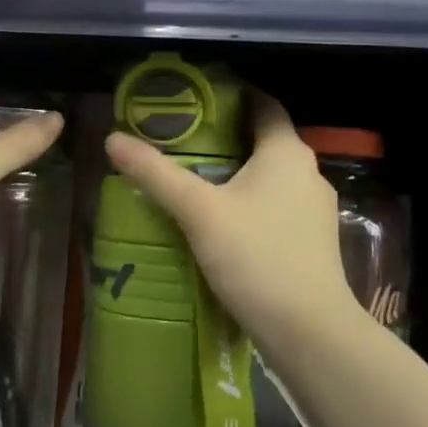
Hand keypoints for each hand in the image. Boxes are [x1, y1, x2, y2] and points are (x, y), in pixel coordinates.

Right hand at [104, 91, 351, 348]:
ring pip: (270, 175)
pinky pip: (276, 204)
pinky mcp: (313, 240)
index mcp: (286, 151)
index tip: (194, 98)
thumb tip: (113, 139)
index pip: (263, 104)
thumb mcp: (198, 211)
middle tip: (179, 139)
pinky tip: (220, 220)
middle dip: (224, 136)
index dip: (231, 95)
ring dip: (236, 172)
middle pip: (263, 139)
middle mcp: (308, 171)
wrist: (310, 332)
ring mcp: (315, 208)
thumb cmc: (257, 257)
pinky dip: (249, 201)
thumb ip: (156, 173)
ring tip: (192, 178)